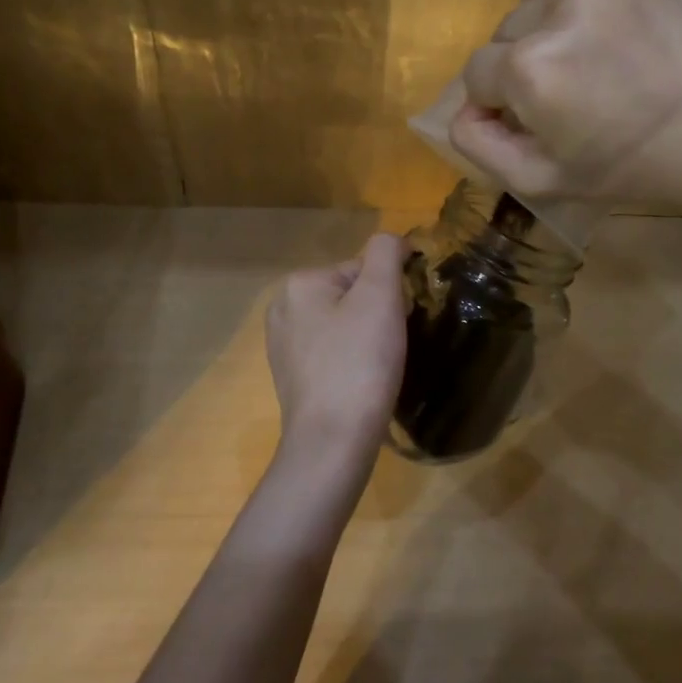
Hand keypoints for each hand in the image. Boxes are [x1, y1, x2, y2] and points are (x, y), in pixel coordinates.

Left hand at [264, 233, 407, 490]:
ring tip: (379, 367)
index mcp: (300, 283)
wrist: (332, 442)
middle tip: (391, 347)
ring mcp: (282, 346)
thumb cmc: (359, 363)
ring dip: (366, 339)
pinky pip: (331, 354)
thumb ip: (386, 254)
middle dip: (376, 315)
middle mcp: (282, 308)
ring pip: (342, 326)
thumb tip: (394, 240)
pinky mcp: (291, 378)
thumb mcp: (380, 296)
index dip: (390, 293)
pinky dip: (351, 362)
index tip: (399, 322)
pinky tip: (362, 383)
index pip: (361, 269)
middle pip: (350, 295)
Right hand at [449, 0, 681, 229]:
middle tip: (577, 84)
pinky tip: (616, 16)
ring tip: (598, 47)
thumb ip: (479, 145)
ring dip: (555, 18)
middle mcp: (557, 5)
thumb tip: (462, 107)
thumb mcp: (542, 181)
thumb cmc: (631, 165)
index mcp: (529, 68)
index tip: (540, 113)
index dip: (502, 98)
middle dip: (529, 57)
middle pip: (509, 28)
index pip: (478, 71)